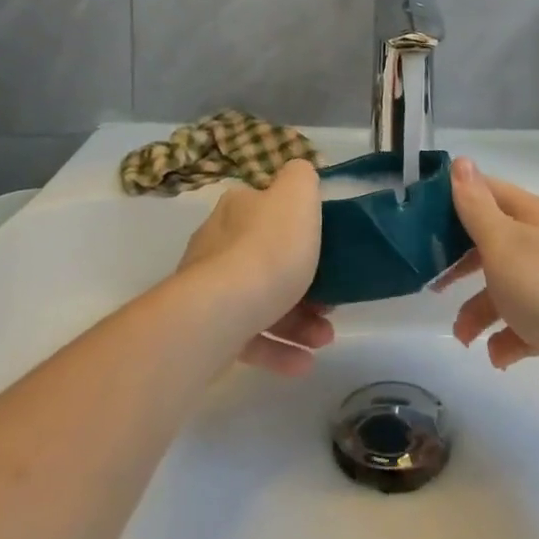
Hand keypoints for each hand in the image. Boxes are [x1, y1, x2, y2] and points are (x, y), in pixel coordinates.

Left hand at [176, 159, 333, 376]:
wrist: (220, 313)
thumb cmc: (268, 249)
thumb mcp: (297, 195)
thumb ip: (301, 176)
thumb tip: (298, 174)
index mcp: (237, 208)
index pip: (268, 208)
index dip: (300, 228)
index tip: (328, 251)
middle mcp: (217, 243)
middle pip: (267, 258)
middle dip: (305, 282)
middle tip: (331, 302)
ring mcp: (208, 290)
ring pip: (261, 301)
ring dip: (298, 321)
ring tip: (325, 338)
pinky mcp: (207, 331)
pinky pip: (248, 338)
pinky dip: (278, 349)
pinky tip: (303, 363)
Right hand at [436, 157, 538, 411]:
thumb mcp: (504, 244)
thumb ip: (477, 207)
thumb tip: (460, 161)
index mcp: (530, 216)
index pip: (486, 193)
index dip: (453, 202)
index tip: (420, 223)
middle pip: (492, 242)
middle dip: (460, 263)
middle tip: (433, 283)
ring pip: (506, 287)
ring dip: (480, 310)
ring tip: (464, 338)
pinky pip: (527, 325)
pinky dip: (508, 339)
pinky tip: (498, 357)